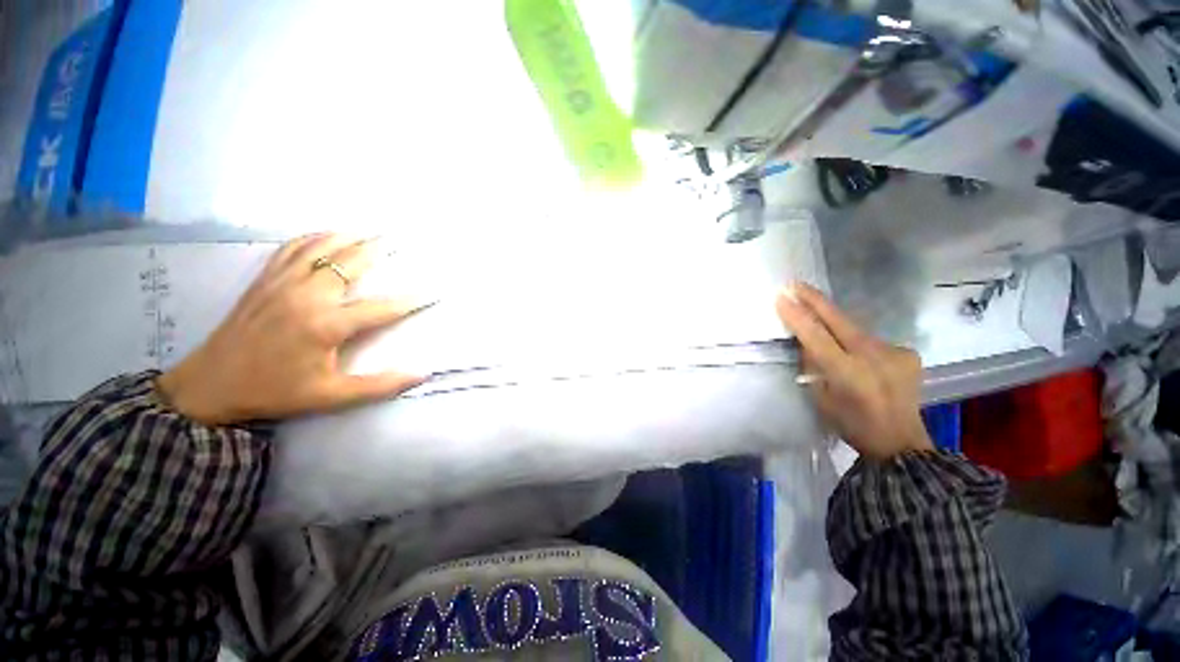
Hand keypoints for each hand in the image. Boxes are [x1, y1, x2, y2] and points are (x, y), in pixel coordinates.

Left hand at [157, 234, 427, 425]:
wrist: (210, 385)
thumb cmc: (275, 391)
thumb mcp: (331, 396)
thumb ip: (379, 386)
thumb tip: (421, 375)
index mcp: (325, 325)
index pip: (381, 308)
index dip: (411, 300)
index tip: (433, 292)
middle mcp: (306, 296)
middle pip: (350, 264)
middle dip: (376, 252)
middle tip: (397, 242)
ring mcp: (282, 284)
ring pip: (320, 249)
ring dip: (347, 238)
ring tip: (367, 232)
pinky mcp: (264, 281)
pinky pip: (291, 249)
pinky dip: (312, 238)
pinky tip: (325, 236)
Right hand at [775, 283, 932, 461]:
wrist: (900, 441)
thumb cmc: (851, 424)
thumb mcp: (820, 398)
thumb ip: (814, 366)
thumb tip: (807, 342)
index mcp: (847, 373)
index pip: (815, 335)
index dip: (797, 316)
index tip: (781, 297)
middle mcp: (873, 357)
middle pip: (839, 320)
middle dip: (815, 300)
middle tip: (796, 284)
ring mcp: (894, 352)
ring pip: (855, 328)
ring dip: (834, 322)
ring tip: (818, 315)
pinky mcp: (906, 352)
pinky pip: (872, 340)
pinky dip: (858, 343)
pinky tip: (857, 355)